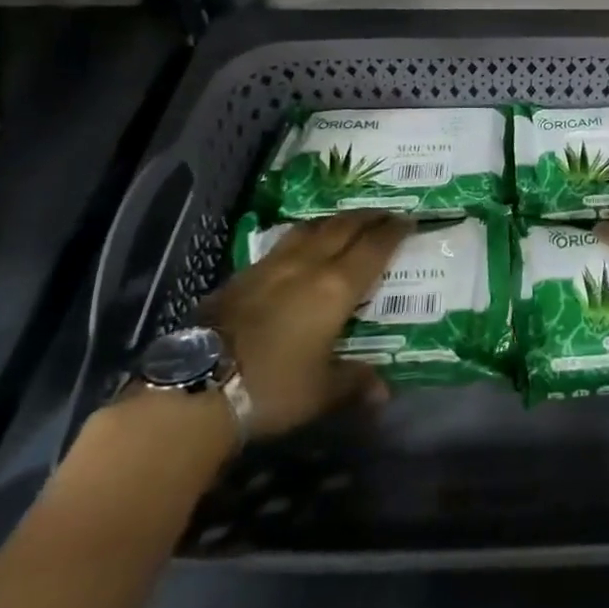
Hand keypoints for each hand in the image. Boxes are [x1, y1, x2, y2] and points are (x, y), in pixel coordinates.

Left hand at [197, 210, 407, 438]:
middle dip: (368, 217)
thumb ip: (355, 382)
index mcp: (336, 287)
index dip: (393, 232)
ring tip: (345, 223)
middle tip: (385, 215)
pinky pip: (284, 242)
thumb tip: (385, 391)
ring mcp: (273, 265)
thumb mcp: (322, 392)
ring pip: (311, 228)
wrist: (200, 384)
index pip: (374, 247)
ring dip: (335, 221)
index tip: (409, 222)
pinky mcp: (243, 273)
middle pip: (344, 227)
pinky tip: (300, 249)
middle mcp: (308, 264)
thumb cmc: (273, 387)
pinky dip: (303, 237)